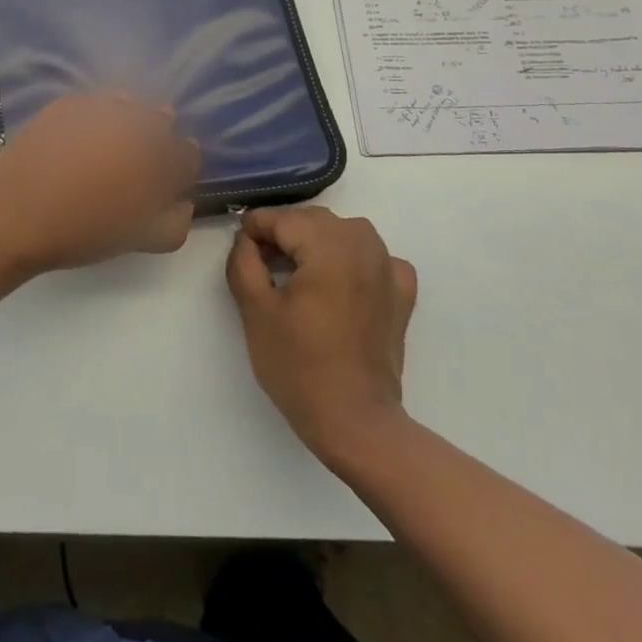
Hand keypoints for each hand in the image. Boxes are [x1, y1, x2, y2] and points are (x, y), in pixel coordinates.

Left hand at [0, 94, 200, 273]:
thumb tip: (182, 199)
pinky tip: (80, 140)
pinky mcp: (70, 101)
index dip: (178, 170)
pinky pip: (98, 103)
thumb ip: (176, 220)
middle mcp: (137, 122)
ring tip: (106, 150)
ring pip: (132, 106)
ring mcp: (101, 106)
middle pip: (163, 122)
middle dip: (156, 141)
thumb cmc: (83, 231)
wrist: (16, 212)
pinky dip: (98, 117)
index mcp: (160, 158)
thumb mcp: (142, 238)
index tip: (162, 183)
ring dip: (129, 123)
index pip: (189, 155)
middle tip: (132, 167)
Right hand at [226, 206, 417, 461]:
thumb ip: (244, 262)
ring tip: (297, 271)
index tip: (240, 250)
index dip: (254, 229)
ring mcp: (388, 270)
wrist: (355, 423)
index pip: (282, 218)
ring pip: (345, 231)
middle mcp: (363, 247)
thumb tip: (247, 239)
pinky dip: (355, 259)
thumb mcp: (255, 311)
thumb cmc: (299, 366)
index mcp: (328, 248)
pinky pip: (375, 257)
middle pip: (313, 220)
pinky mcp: (401, 295)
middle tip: (261, 263)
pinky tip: (342, 281)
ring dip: (318, 241)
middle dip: (284, 233)